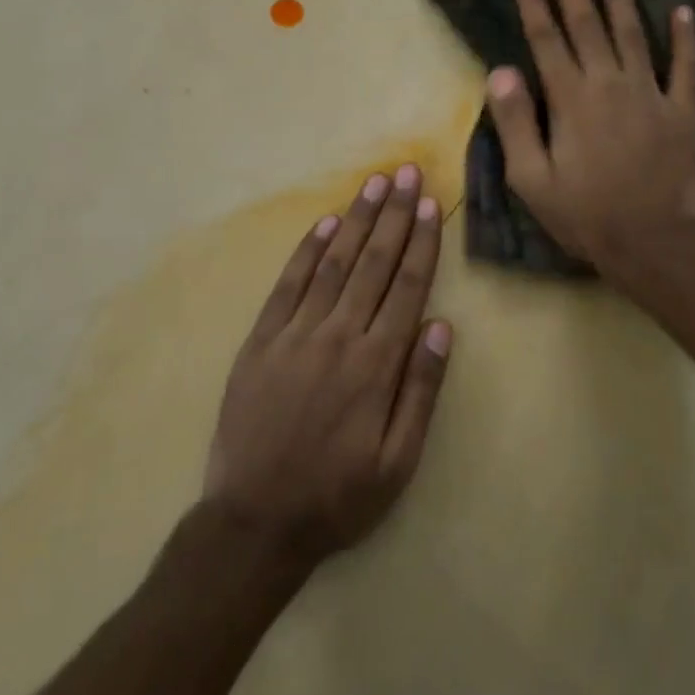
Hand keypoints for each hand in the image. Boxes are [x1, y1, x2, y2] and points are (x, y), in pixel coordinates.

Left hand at [202, 164, 452, 564]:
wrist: (254, 522)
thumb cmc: (337, 496)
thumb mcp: (397, 462)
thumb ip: (421, 391)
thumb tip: (440, 327)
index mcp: (375, 365)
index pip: (406, 288)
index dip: (420, 243)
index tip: (430, 205)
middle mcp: (337, 337)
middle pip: (372, 264)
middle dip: (393, 215)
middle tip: (406, 173)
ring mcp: (294, 335)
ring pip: (333, 264)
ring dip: (357, 220)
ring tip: (374, 184)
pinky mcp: (260, 341)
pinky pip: (288, 285)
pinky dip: (308, 251)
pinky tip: (326, 223)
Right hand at [487, 0, 694, 285]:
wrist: (650, 241)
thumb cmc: (583, 213)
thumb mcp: (531, 178)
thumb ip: (516, 122)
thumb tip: (501, 71)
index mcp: (570, 100)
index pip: (547, 40)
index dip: (535, 4)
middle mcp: (610, 84)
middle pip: (588, 26)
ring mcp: (651, 94)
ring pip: (633, 34)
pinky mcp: (682, 111)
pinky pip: (687, 67)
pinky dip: (686, 38)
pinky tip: (683, 10)